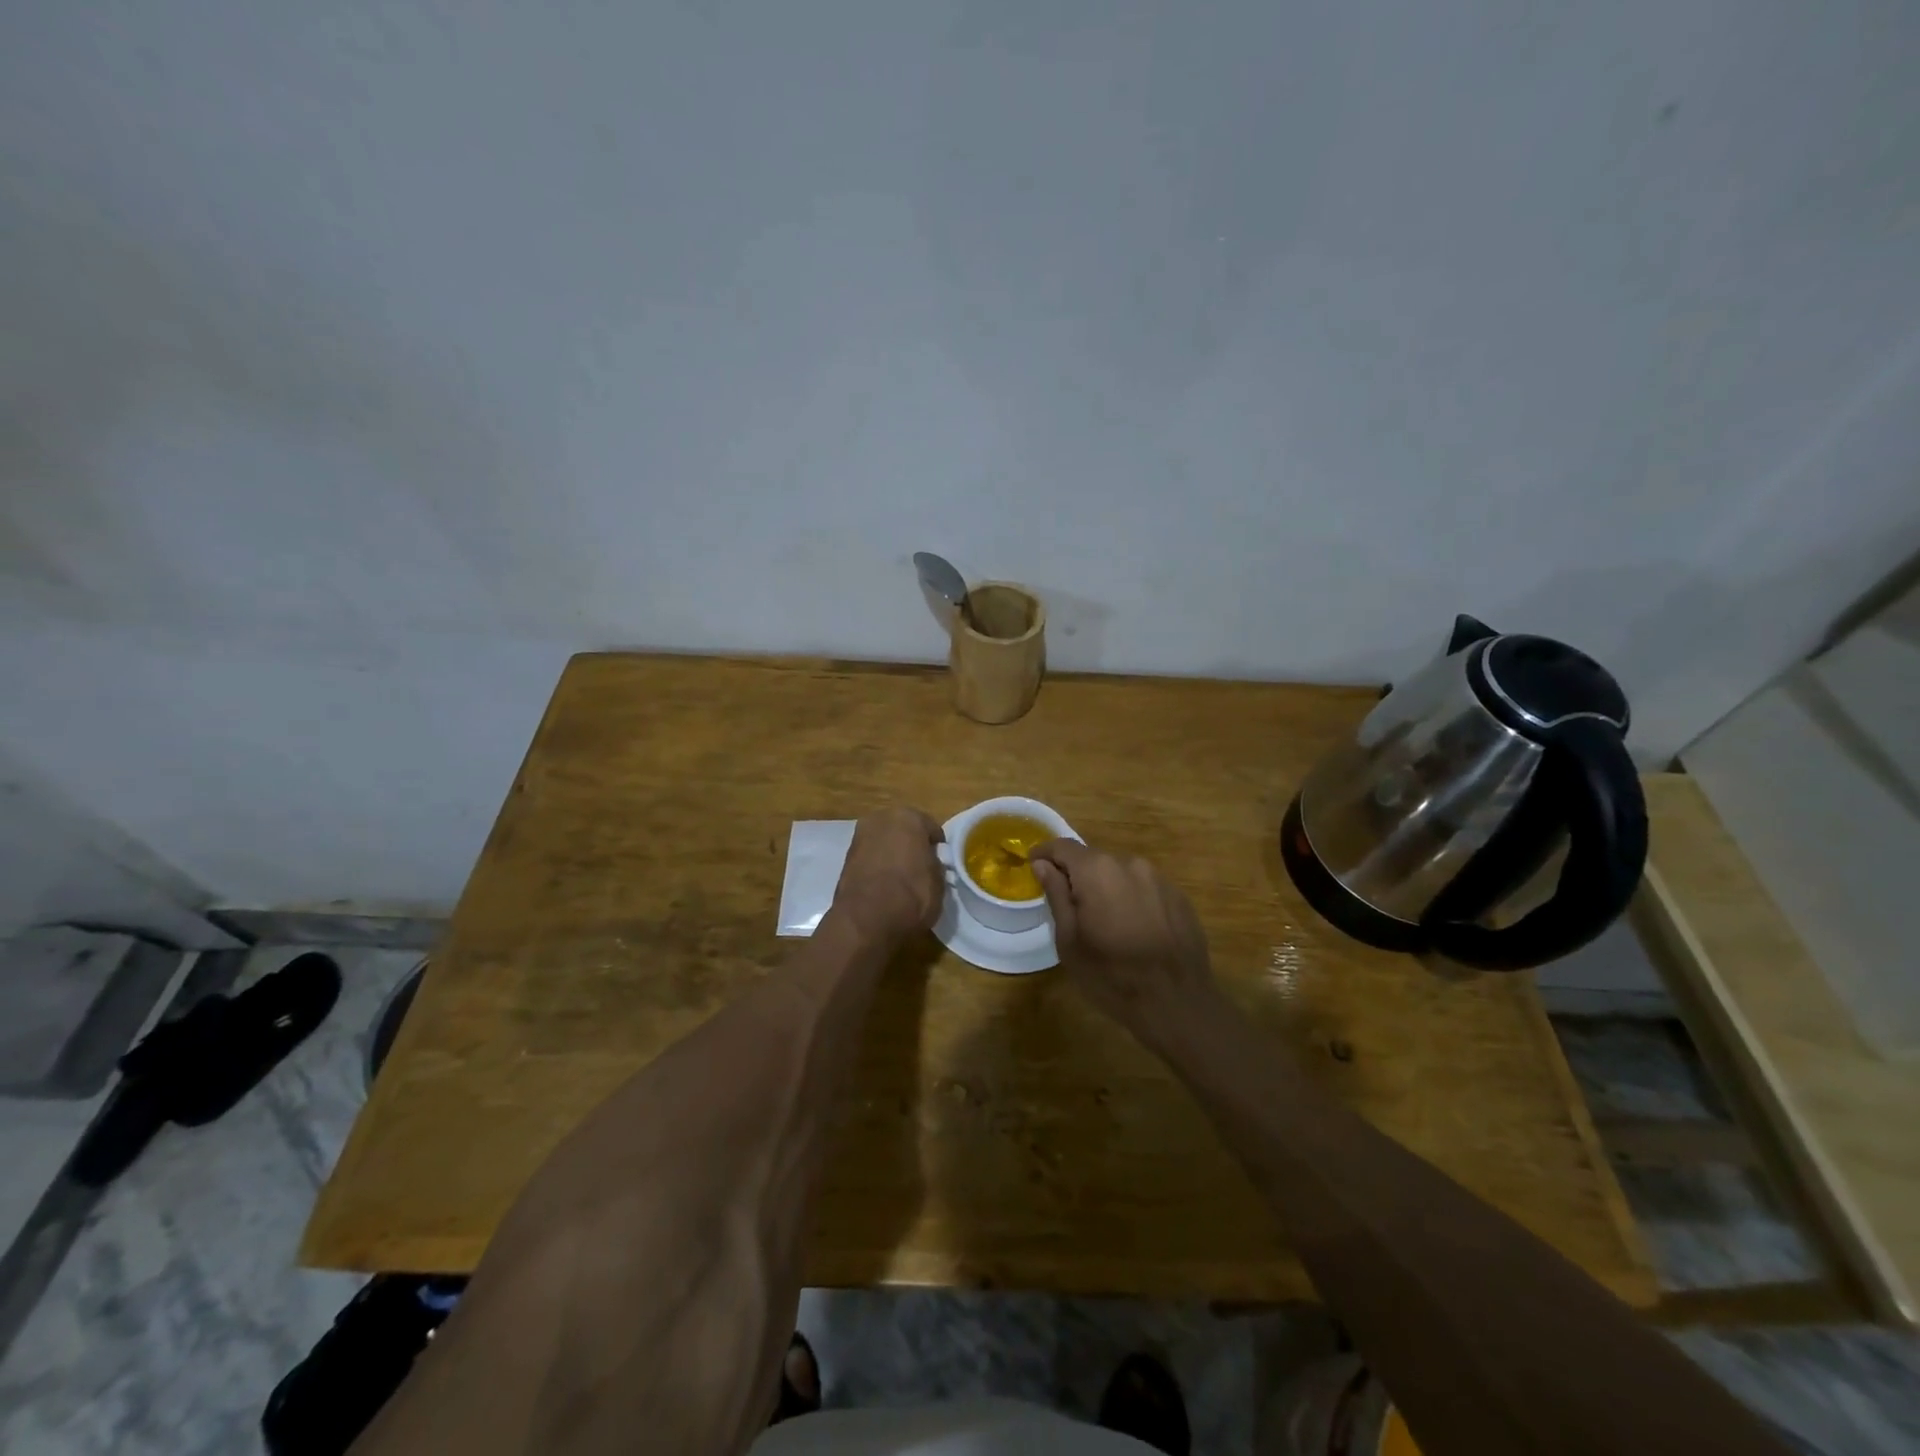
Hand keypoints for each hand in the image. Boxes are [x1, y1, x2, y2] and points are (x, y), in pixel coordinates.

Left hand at [831, 808, 945, 942]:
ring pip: (884, 841)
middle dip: (911, 844)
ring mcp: (860, 836)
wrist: (866, 920)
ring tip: (900, 878)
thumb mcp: (939, 882)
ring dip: (891, 853)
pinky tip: (883, 884)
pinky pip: (870, 856)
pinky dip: (877, 865)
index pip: (931, 828)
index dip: (937, 847)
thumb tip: (928, 862)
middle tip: (920, 868)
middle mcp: (882, 819)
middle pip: (903, 829)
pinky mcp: (845, 857)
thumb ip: (935, 864)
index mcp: (909, 817)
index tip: (940, 863)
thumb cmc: (911, 896)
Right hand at [1030, 840, 1216, 1034]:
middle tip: (1068, 906)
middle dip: (1076, 875)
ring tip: (1103, 921)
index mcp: (1097, 870)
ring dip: (1106, 888)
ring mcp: (1159, 878)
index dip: (1045, 854)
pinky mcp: (1178, 896)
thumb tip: (1043, 865)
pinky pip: (1144, 888)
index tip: (1034, 866)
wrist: (1178, 1005)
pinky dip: (1131, 899)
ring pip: (1120, 873)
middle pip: (1093, 859)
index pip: (1063, 846)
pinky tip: (1133, 929)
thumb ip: (1056, 895)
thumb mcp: (1070, 940)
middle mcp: (1129, 863)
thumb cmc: (1111, 975)